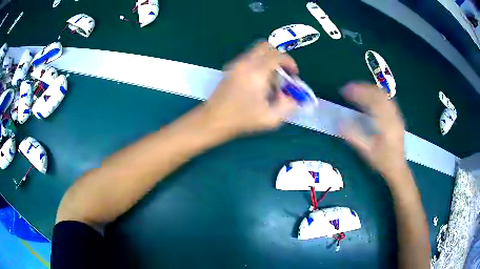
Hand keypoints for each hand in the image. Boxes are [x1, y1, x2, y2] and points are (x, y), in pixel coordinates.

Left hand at [203, 42, 296, 135]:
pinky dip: (258, 64)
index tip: (293, 74)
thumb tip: (291, 97)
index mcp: (257, 72)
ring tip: (270, 81)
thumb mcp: (270, 118)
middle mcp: (245, 63)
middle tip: (283, 72)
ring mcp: (235, 65)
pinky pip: (248, 59)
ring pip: (256, 52)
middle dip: (278, 56)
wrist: (213, 120)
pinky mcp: (230, 69)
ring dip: (268, 60)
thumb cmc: (241, 120)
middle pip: (266, 46)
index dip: (290, 62)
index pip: (277, 55)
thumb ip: (287, 106)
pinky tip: (257, 83)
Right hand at [340, 83, 407, 180]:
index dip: (357, 93)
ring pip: (384, 95)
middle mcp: (393, 117)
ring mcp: (397, 115)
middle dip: (362, 87)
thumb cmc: (382, 161)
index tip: (344, 91)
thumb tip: (338, 123)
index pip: (372, 102)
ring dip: (369, 89)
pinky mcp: (397, 116)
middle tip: (348, 87)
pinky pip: (387, 99)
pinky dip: (376, 94)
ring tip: (357, 89)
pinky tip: (370, 96)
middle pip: (378, 94)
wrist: (398, 167)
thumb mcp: (367, 152)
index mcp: (386, 125)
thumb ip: (353, 136)